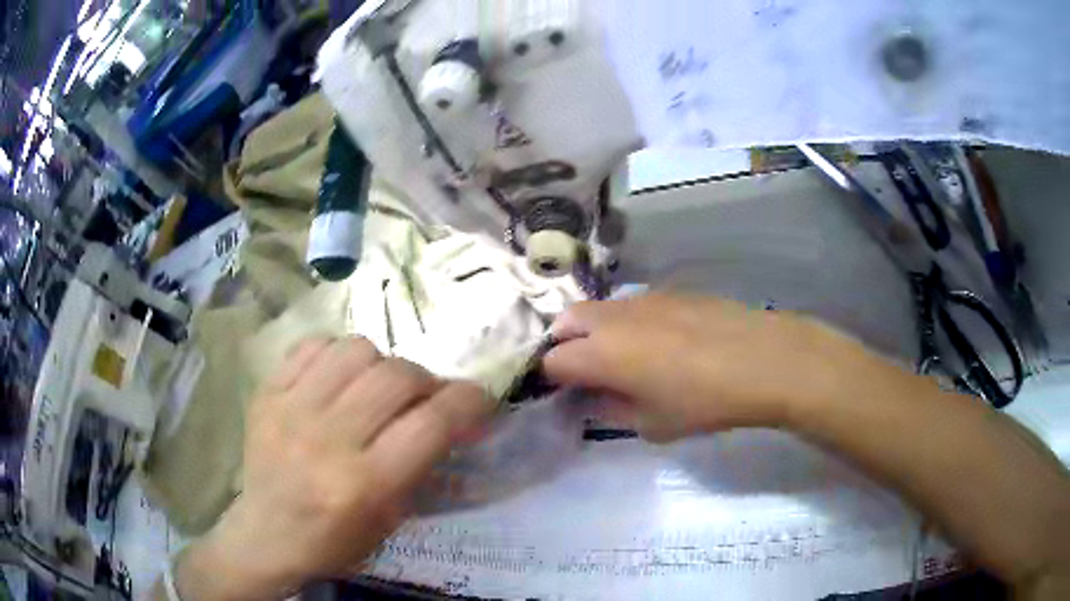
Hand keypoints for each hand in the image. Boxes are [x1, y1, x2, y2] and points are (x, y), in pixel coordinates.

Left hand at [174, 338, 494, 599]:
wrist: (265, 535)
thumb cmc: (335, 541)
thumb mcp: (391, 519)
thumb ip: (422, 465)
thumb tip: (454, 418)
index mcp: (363, 484)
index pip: (431, 423)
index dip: (468, 402)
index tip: (479, 400)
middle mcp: (327, 439)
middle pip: (396, 376)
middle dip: (426, 382)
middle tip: (425, 399)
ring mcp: (290, 409)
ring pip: (356, 349)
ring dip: (382, 364)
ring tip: (377, 386)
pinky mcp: (267, 392)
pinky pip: (313, 345)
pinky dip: (337, 354)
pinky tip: (338, 378)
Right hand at [543, 293, 875, 441]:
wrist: (760, 359)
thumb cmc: (703, 402)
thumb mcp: (651, 424)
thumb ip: (611, 409)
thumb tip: (593, 398)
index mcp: (599, 354)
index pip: (552, 361)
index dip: (551, 379)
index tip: (566, 394)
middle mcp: (611, 318)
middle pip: (565, 322)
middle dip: (564, 345)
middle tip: (585, 372)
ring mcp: (640, 299)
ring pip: (598, 309)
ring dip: (594, 331)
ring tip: (621, 357)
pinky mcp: (667, 292)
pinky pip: (630, 305)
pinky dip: (625, 322)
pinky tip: (657, 342)